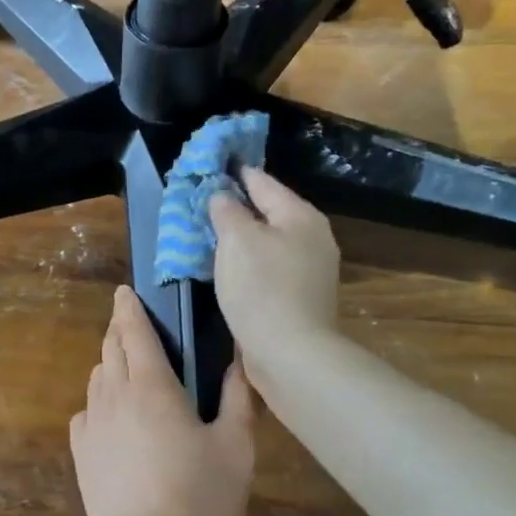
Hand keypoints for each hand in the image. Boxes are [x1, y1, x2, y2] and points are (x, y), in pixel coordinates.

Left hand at [69, 286, 254, 515]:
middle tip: (131, 323)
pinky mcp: (81, 452)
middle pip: (110, 348)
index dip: (129, 307)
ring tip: (127, 367)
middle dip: (119, 329)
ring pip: (96, 377)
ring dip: (109, 363)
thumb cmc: (199, 498)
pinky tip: (111, 415)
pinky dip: (98, 401)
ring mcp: (92, 424)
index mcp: (152, 385)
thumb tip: (237, 361)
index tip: (124, 291)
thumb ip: (236, 399)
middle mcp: (114, 394)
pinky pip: (86, 411)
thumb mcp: (235, 448)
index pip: (135, 331)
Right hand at [209, 167, 341, 365]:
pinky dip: (249, 261)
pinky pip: (270, 266)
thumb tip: (222, 196)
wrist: (291, 353)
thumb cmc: (262, 288)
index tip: (213, 162)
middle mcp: (312, 237)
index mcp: (300, 215)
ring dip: (242, 237)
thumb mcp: (236, 239)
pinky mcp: (301, 296)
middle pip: (268, 211)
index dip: (235, 171)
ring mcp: (311, 269)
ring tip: (211, 233)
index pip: (262, 181)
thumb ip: (227, 210)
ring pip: (268, 240)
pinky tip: (230, 267)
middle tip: (204, 201)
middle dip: (237, 206)